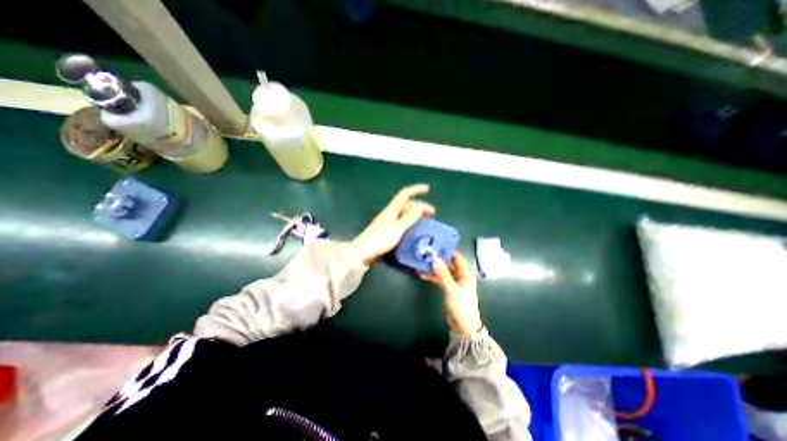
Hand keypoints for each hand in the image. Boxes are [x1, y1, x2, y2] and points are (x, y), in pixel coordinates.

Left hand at [352, 182, 435, 265]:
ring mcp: (387, 221)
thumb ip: (409, 218)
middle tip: (432, 213)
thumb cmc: (380, 239)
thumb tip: (420, 207)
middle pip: (406, 204)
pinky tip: (413, 228)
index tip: (428, 189)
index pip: (405, 194)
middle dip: (419, 205)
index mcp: (392, 209)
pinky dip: (409, 221)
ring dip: (415, 213)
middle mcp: (390, 212)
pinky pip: (401, 220)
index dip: (416, 189)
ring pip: (404, 212)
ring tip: (425, 220)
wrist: (362, 251)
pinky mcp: (386, 229)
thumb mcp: (397, 228)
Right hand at [420, 254, 481, 335]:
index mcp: (465, 275)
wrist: (463, 327)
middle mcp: (460, 277)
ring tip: (422, 263)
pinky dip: (433, 277)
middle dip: (438, 260)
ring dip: (434, 269)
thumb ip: (442, 274)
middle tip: (427, 253)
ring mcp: (454, 283)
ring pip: (443, 272)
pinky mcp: (449, 290)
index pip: (458, 259)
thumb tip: (434, 259)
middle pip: (449, 265)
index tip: (438, 245)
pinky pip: (440, 280)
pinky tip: (423, 274)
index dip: (449, 251)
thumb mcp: (451, 289)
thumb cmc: (461, 306)